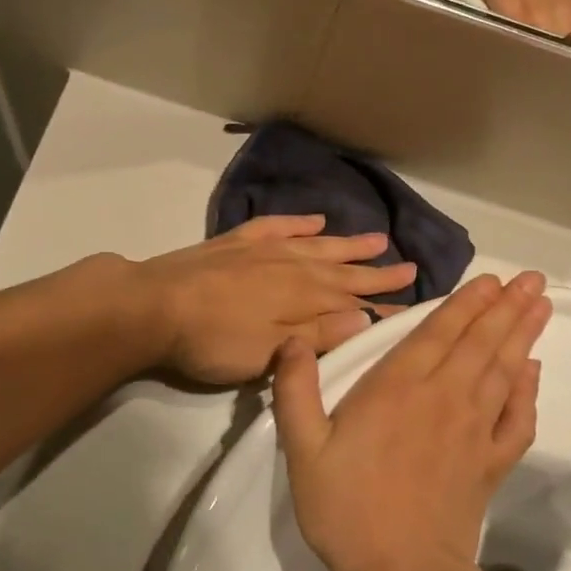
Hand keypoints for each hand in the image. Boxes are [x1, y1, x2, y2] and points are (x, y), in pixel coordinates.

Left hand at [134, 215, 416, 384]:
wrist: (154, 306)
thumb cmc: (214, 339)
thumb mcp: (271, 351)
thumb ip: (319, 333)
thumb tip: (366, 317)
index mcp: (305, 297)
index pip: (356, 301)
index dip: (385, 304)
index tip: (415, 304)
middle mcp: (294, 267)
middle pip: (344, 269)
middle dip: (378, 271)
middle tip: (412, 267)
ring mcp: (265, 250)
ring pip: (318, 244)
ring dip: (349, 243)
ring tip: (378, 237)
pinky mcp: (238, 243)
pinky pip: (279, 226)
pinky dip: (300, 223)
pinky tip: (316, 219)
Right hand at [274, 271, 551, 570]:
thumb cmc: (347, 508)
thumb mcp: (303, 449)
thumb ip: (295, 390)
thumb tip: (293, 340)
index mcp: (397, 388)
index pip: (439, 332)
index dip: (465, 302)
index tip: (490, 279)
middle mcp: (443, 397)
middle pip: (480, 342)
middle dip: (505, 306)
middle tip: (532, 279)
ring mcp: (473, 430)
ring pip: (503, 370)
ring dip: (521, 335)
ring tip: (540, 306)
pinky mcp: (491, 463)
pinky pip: (517, 420)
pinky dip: (528, 393)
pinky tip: (533, 372)